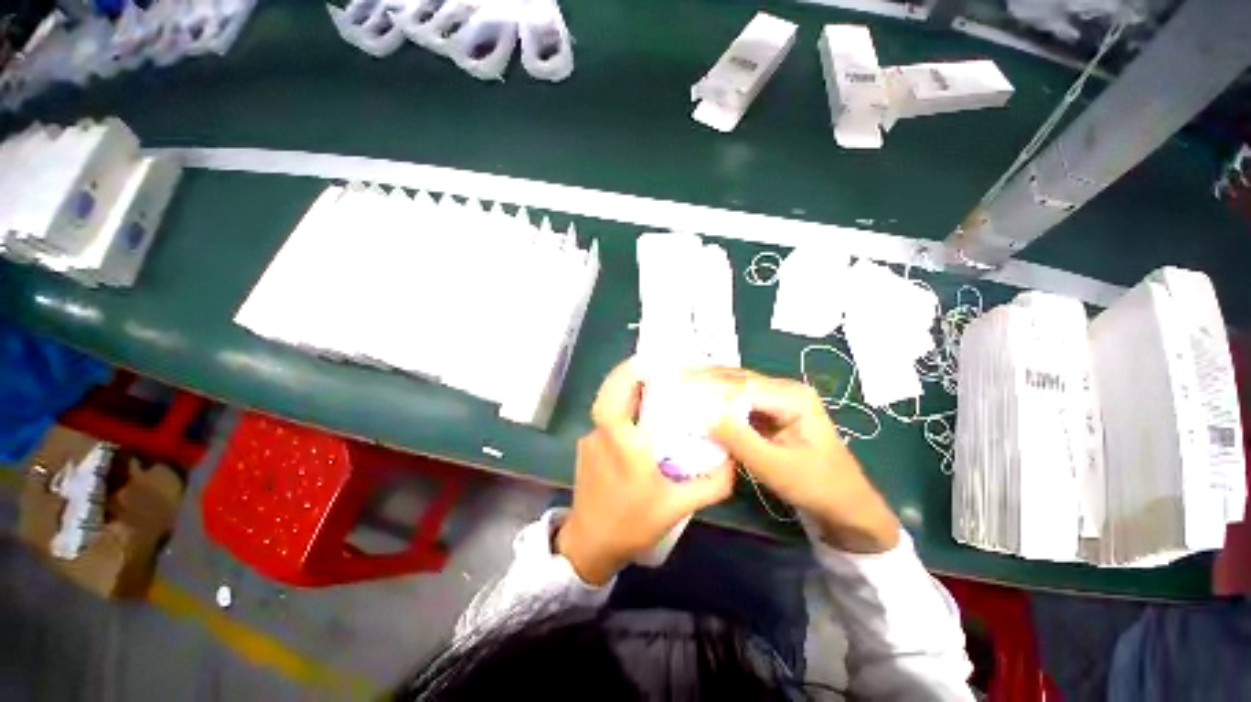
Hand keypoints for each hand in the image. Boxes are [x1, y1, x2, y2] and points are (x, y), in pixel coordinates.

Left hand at [556, 358, 735, 584]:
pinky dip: (620, 411)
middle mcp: (601, 435)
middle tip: (653, 370)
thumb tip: (733, 460)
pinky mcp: (585, 448)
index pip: (616, 396)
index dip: (628, 373)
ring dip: (625, 392)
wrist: (590, 546)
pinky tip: (637, 421)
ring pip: (606, 405)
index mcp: (623, 444)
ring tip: (650, 389)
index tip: (648, 361)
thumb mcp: (678, 506)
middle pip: (608, 392)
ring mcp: (589, 440)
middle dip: (627, 375)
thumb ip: (711, 484)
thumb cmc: (632, 524)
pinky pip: (604, 420)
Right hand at [698, 368, 899, 552]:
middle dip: (704, 381)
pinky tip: (698, 400)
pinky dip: (717, 399)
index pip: (741, 386)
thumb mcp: (775, 466)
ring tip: (679, 385)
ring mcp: (778, 397)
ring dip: (708, 387)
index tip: (678, 393)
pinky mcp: (771, 410)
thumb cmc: (816, 486)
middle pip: (737, 379)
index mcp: (792, 396)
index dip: (707, 389)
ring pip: (736, 386)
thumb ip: (738, 438)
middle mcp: (785, 388)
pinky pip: (739, 399)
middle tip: (672, 383)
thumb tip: (702, 415)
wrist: (846, 504)